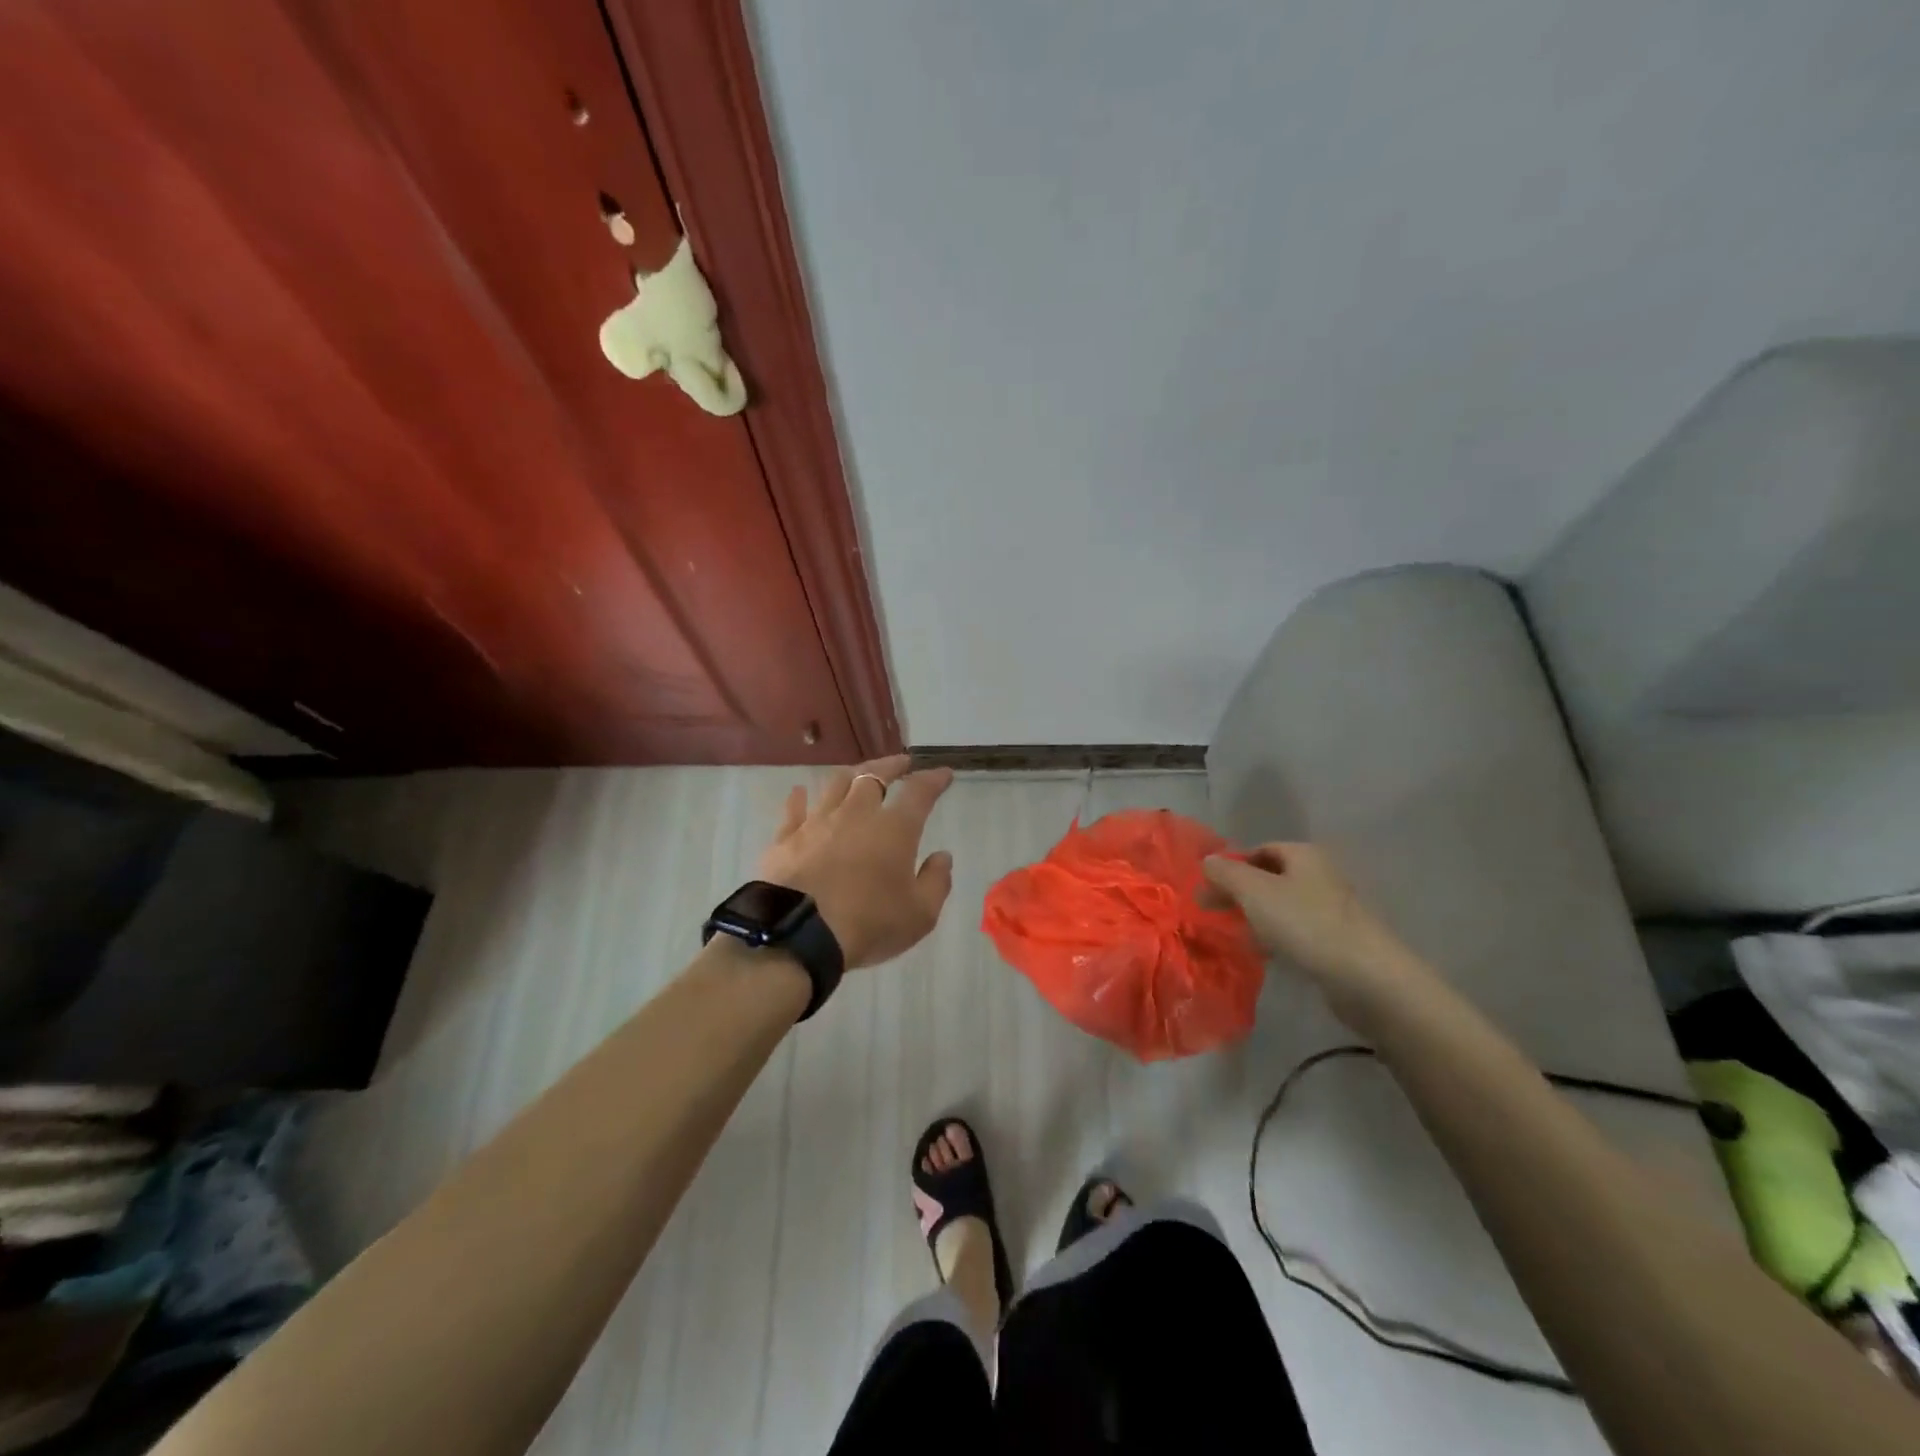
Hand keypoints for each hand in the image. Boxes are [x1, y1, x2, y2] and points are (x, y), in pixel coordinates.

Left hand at [758, 755, 955, 969]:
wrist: (799, 934)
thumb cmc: (868, 924)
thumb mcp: (920, 914)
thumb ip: (936, 881)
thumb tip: (943, 856)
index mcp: (895, 829)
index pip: (919, 792)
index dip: (933, 779)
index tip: (943, 773)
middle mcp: (856, 814)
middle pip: (874, 775)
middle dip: (891, 765)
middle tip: (902, 762)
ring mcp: (818, 822)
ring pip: (835, 784)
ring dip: (851, 774)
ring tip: (859, 772)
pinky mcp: (786, 838)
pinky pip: (794, 810)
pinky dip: (799, 799)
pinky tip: (799, 793)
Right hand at [1200, 843, 1407, 990]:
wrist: (1366, 977)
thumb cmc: (1305, 923)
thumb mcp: (1254, 892)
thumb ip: (1226, 873)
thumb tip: (1207, 860)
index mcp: (1304, 854)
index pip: (1260, 849)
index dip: (1232, 865)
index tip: (1209, 888)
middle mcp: (1321, 875)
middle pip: (1271, 877)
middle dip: (1241, 893)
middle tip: (1214, 911)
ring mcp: (1332, 909)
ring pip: (1284, 906)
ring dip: (1258, 917)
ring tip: (1234, 934)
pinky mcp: (1339, 941)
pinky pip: (1298, 932)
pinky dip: (1278, 938)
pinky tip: (1265, 955)